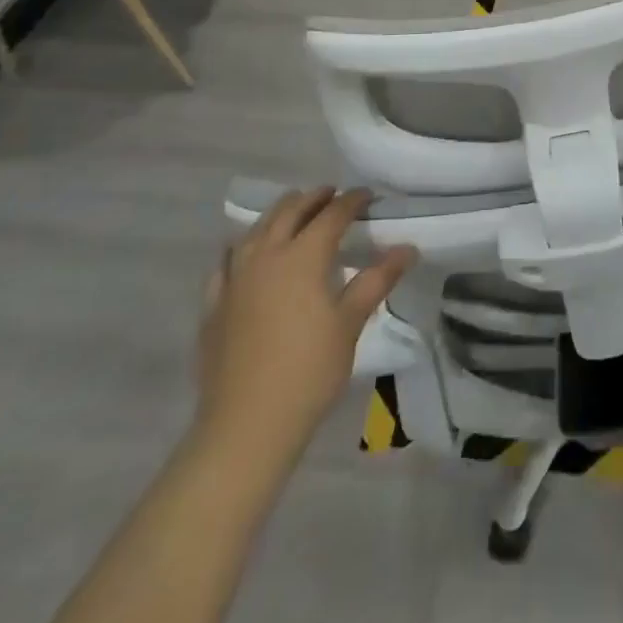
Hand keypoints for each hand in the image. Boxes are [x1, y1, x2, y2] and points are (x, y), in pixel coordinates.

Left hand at [196, 188, 415, 470]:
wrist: (246, 426)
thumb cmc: (309, 371)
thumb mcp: (350, 323)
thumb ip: (377, 280)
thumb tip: (408, 248)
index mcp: (303, 256)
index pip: (332, 214)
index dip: (352, 201)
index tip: (368, 196)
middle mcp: (266, 255)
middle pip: (290, 211)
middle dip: (314, 198)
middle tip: (332, 196)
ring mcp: (235, 278)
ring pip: (256, 229)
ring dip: (279, 214)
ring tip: (294, 213)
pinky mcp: (214, 303)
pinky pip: (226, 261)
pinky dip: (241, 247)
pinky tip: (245, 253)